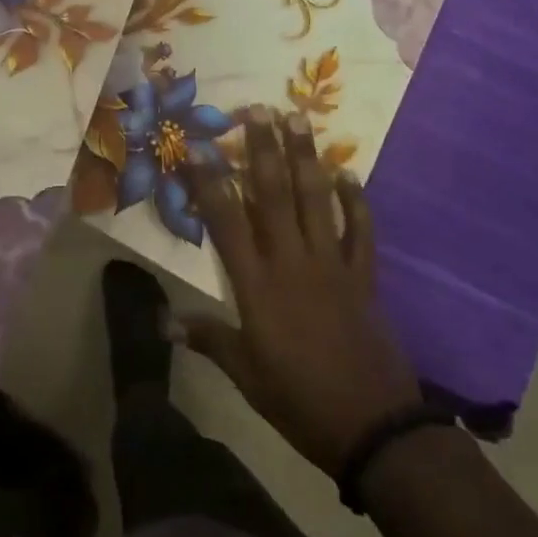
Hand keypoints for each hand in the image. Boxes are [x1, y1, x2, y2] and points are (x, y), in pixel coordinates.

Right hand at [182, 107, 422, 477]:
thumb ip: (208, 339)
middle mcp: (293, 262)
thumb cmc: (299, 400)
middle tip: (256, 108)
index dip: (211, 180)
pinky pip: (361, 230)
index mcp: (258, 285)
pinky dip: (356, 201)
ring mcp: (332, 265)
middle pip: (273, 195)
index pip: (226, 221)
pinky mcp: (363, 276)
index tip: (200, 145)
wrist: (374, 427)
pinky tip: (349, 175)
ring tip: (298, 119)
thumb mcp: (245, 375)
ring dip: (305, 158)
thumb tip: (163, 321)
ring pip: (316, 200)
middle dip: (262, 149)